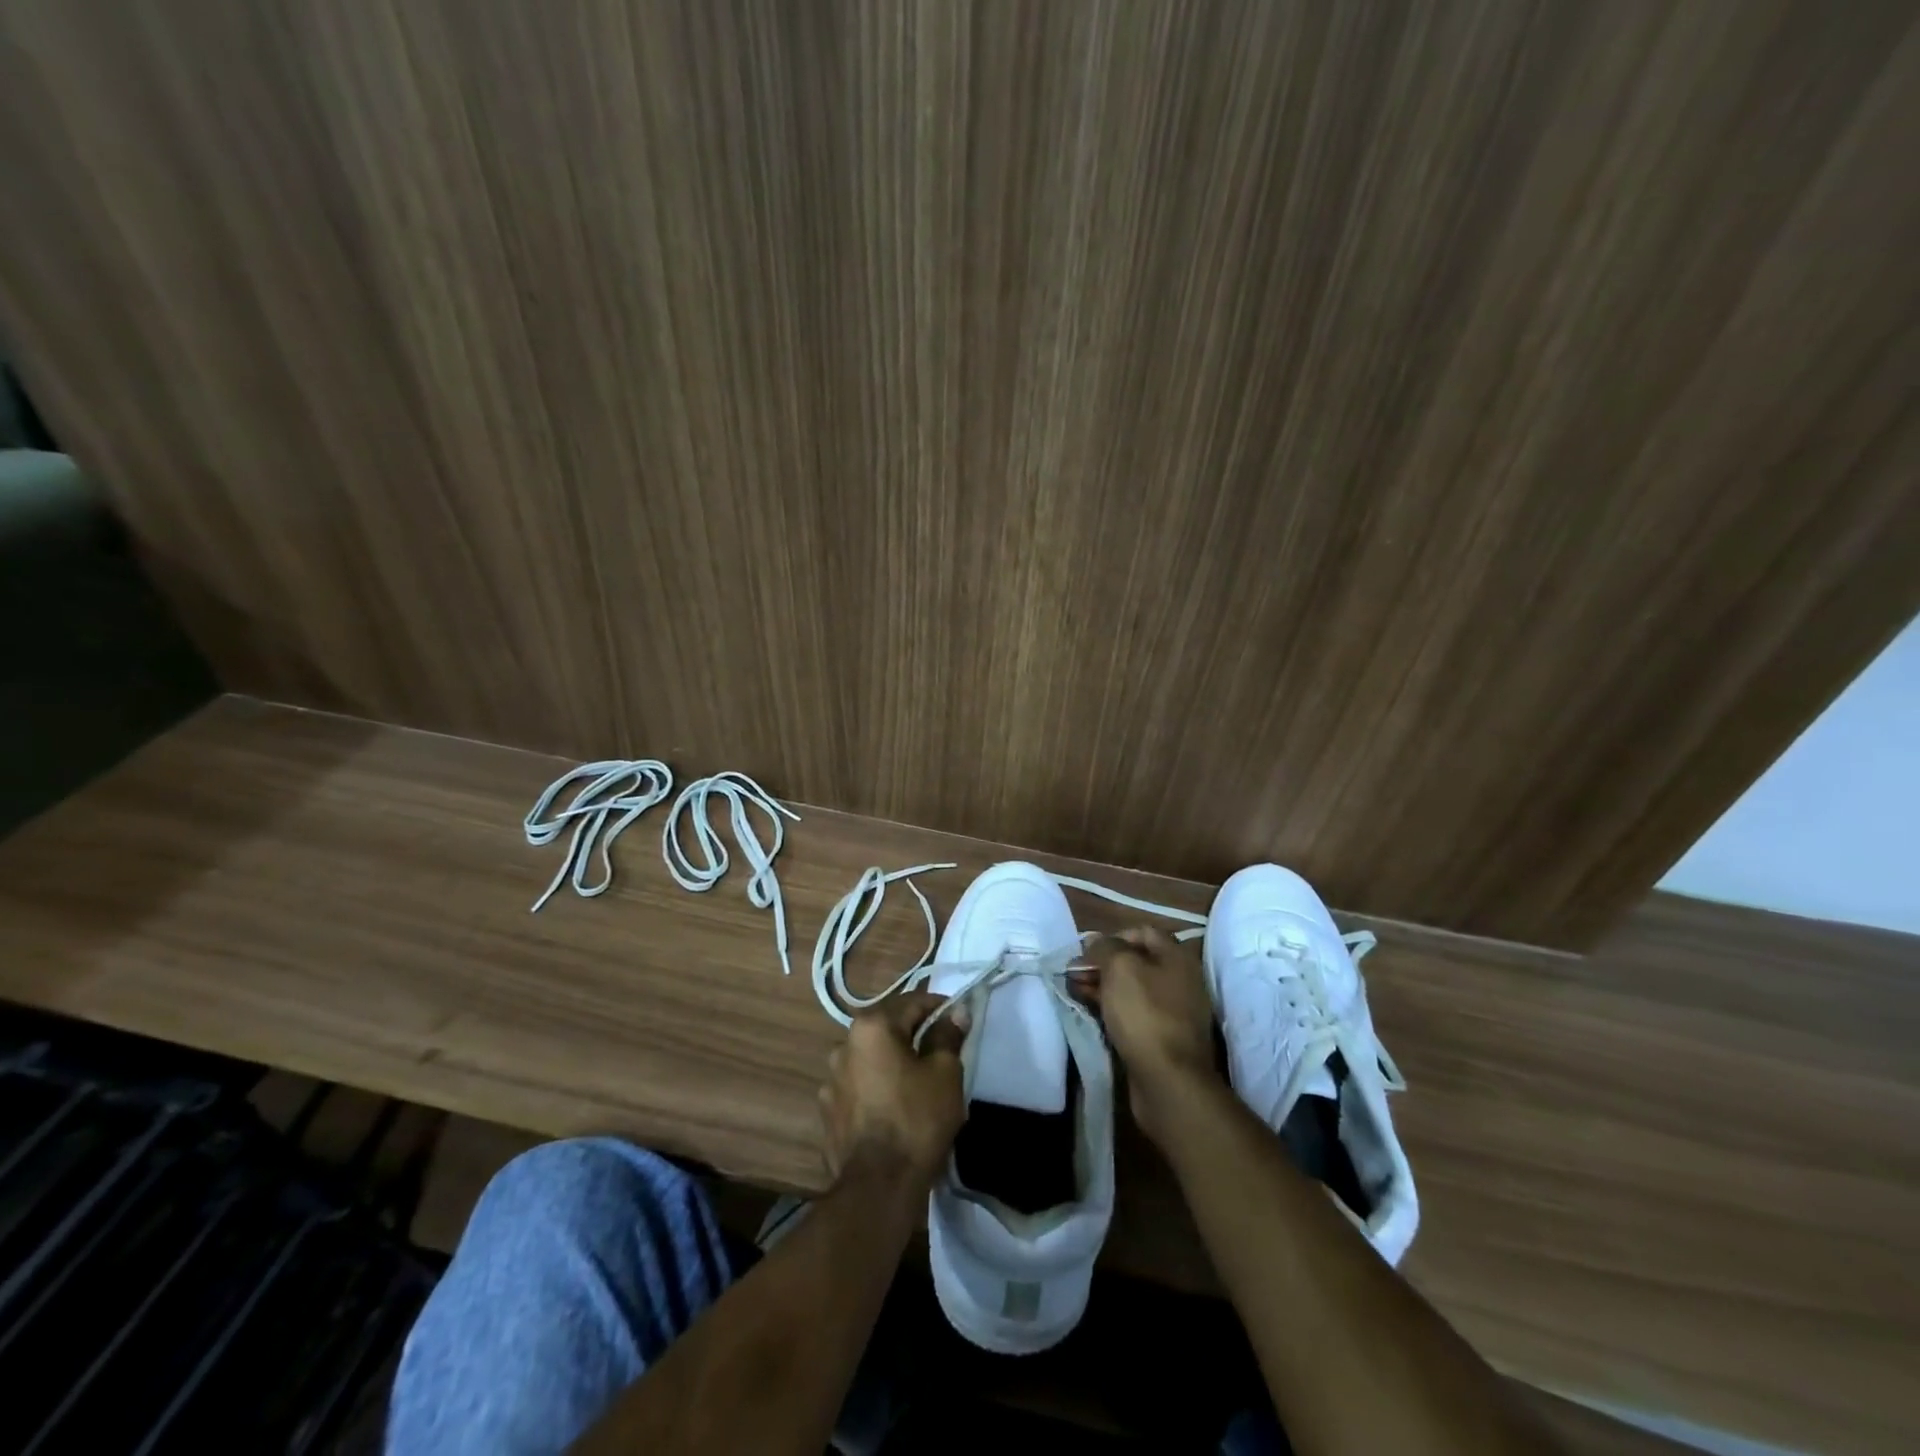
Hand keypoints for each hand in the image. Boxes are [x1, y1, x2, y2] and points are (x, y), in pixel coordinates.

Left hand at [819, 990, 967, 1191]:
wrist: (878, 1188)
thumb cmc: (917, 1120)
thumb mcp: (945, 1074)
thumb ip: (948, 1036)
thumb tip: (955, 1013)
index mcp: (871, 1027)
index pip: (912, 1002)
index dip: (939, 1008)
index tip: (958, 1021)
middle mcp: (844, 1045)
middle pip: (888, 1029)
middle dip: (915, 1035)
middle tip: (942, 1053)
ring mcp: (831, 1080)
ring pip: (871, 1059)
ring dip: (892, 1063)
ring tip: (917, 1084)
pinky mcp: (828, 1112)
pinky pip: (859, 1087)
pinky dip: (877, 1088)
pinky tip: (893, 1108)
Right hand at [1072, 927, 1221, 1145]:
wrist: (1169, 1080)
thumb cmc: (1145, 1013)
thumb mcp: (1120, 968)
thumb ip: (1105, 947)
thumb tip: (1096, 943)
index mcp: (1176, 957)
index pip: (1141, 932)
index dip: (1111, 937)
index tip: (1085, 952)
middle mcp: (1179, 980)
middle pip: (1135, 961)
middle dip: (1102, 964)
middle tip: (1073, 974)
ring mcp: (1172, 1011)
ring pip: (1131, 989)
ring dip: (1102, 987)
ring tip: (1075, 991)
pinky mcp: (1162, 1037)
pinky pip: (1133, 1013)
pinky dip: (1111, 1009)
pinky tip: (1090, 1012)